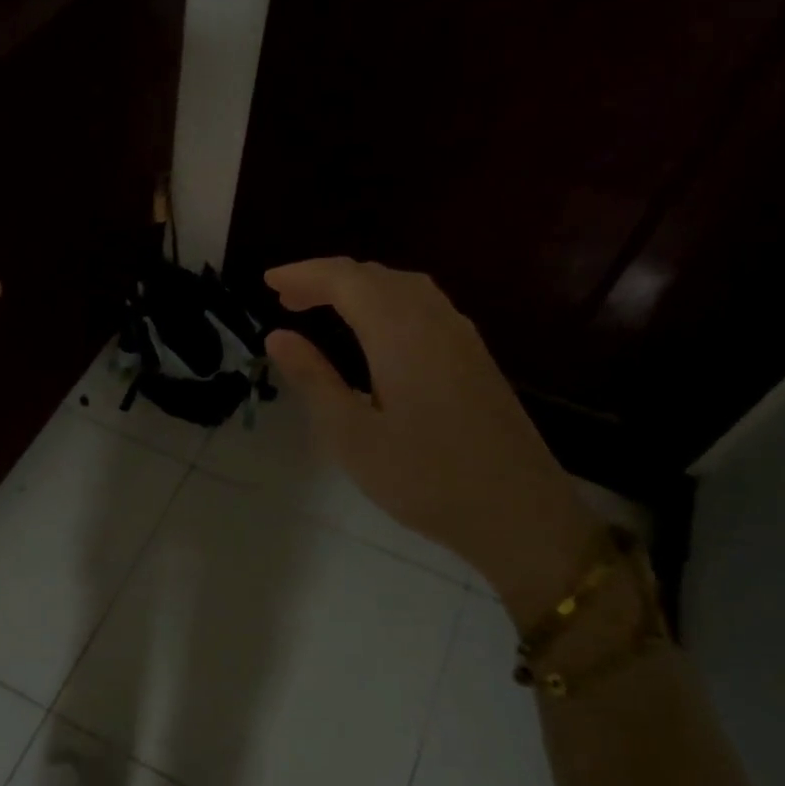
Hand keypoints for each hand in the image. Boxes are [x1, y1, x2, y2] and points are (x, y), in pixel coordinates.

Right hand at [264, 257, 600, 627]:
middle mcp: (435, 321)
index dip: (304, 274)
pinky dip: (386, 302)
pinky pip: (424, 306)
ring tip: (323, 307)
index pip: (346, 280)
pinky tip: (375, 331)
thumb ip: (313, 379)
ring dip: (359, 287)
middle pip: (376, 276)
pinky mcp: (475, 357)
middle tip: (286, 298)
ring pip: (404, 287)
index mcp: (400, 333)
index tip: (267, 282)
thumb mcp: (351, 436)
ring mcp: (462, 337)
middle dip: (328, 278)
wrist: (517, 511)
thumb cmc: (423, 478)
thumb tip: (277, 336)